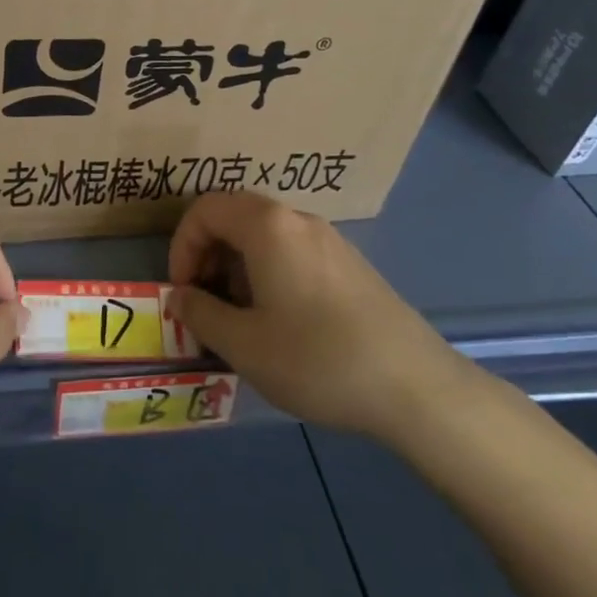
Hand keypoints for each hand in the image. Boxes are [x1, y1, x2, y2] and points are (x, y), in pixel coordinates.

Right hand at [168, 191, 476, 439]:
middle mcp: (298, 220)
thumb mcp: (244, 345)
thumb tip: (181, 296)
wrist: (415, 386)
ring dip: (238, 266)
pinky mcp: (351, 264)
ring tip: (240, 318)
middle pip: (235, 216)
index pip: (205, 209)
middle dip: (208, 255)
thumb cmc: (317, 359)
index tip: (184, 292)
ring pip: (265, 235)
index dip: (182, 246)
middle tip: (206, 303)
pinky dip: (268, 272)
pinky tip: (280, 322)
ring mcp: (330, 240)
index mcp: (268, 226)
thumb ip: (200, 314)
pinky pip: (293, 251)